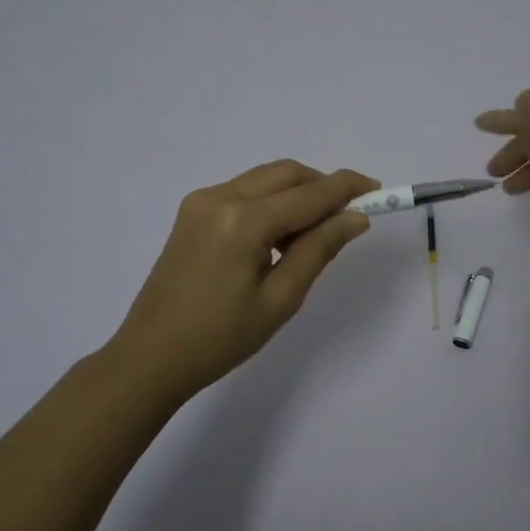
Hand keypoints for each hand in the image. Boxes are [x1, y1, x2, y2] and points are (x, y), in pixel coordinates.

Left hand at [109, 161, 378, 402]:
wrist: (150, 356)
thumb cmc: (220, 338)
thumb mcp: (280, 299)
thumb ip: (319, 250)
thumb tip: (356, 218)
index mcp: (243, 221)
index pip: (309, 194)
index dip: (347, 189)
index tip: (379, 190)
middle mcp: (220, 197)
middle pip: (286, 173)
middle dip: (322, 187)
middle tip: (349, 216)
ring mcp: (201, 201)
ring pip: (265, 179)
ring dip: (297, 194)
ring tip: (314, 236)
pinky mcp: (192, 212)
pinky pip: (244, 192)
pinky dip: (271, 203)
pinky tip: (278, 238)